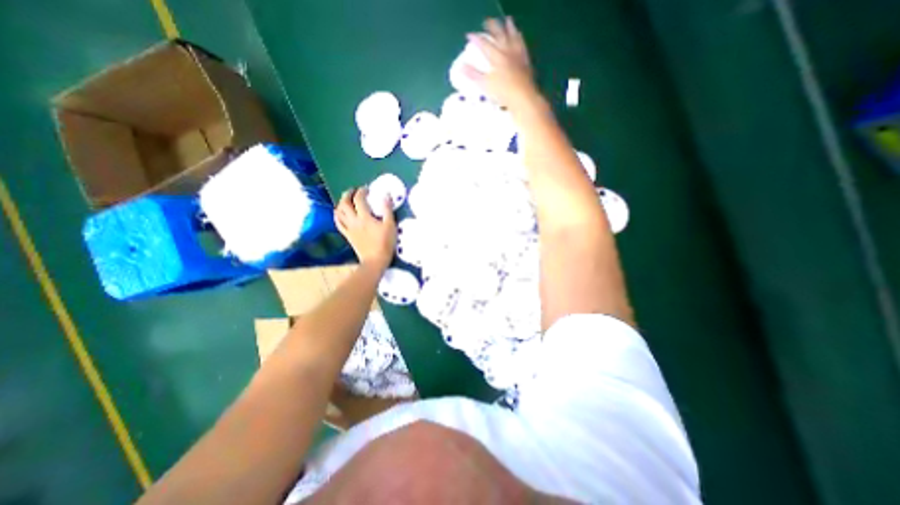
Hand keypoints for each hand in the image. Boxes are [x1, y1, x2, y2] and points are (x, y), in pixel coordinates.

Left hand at [335, 186, 393, 272]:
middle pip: (345, 203)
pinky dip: (337, 216)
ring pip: (339, 212)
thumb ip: (387, 209)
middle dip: (347, 194)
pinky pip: (338, 223)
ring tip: (346, 200)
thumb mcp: (390, 225)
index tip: (366, 188)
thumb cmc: (385, 243)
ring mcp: (349, 228)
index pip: (359, 199)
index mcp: (365, 217)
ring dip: (341, 203)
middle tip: (353, 191)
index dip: (361, 191)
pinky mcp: (347, 235)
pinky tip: (339, 213)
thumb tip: (386, 195)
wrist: (375, 260)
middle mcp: (354, 221)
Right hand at [459, 16, 536, 107]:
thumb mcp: (484, 85)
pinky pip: (523, 46)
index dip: (476, 39)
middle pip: (499, 35)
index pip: (484, 44)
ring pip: (513, 37)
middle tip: (487, 22)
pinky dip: (520, 39)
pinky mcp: (526, 62)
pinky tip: (520, 37)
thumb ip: (473, 74)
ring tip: (507, 21)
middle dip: (492, 27)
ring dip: (509, 28)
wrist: (522, 97)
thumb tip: (460, 66)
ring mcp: (518, 56)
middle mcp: (507, 52)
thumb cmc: (502, 92)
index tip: (469, 35)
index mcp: (496, 57)